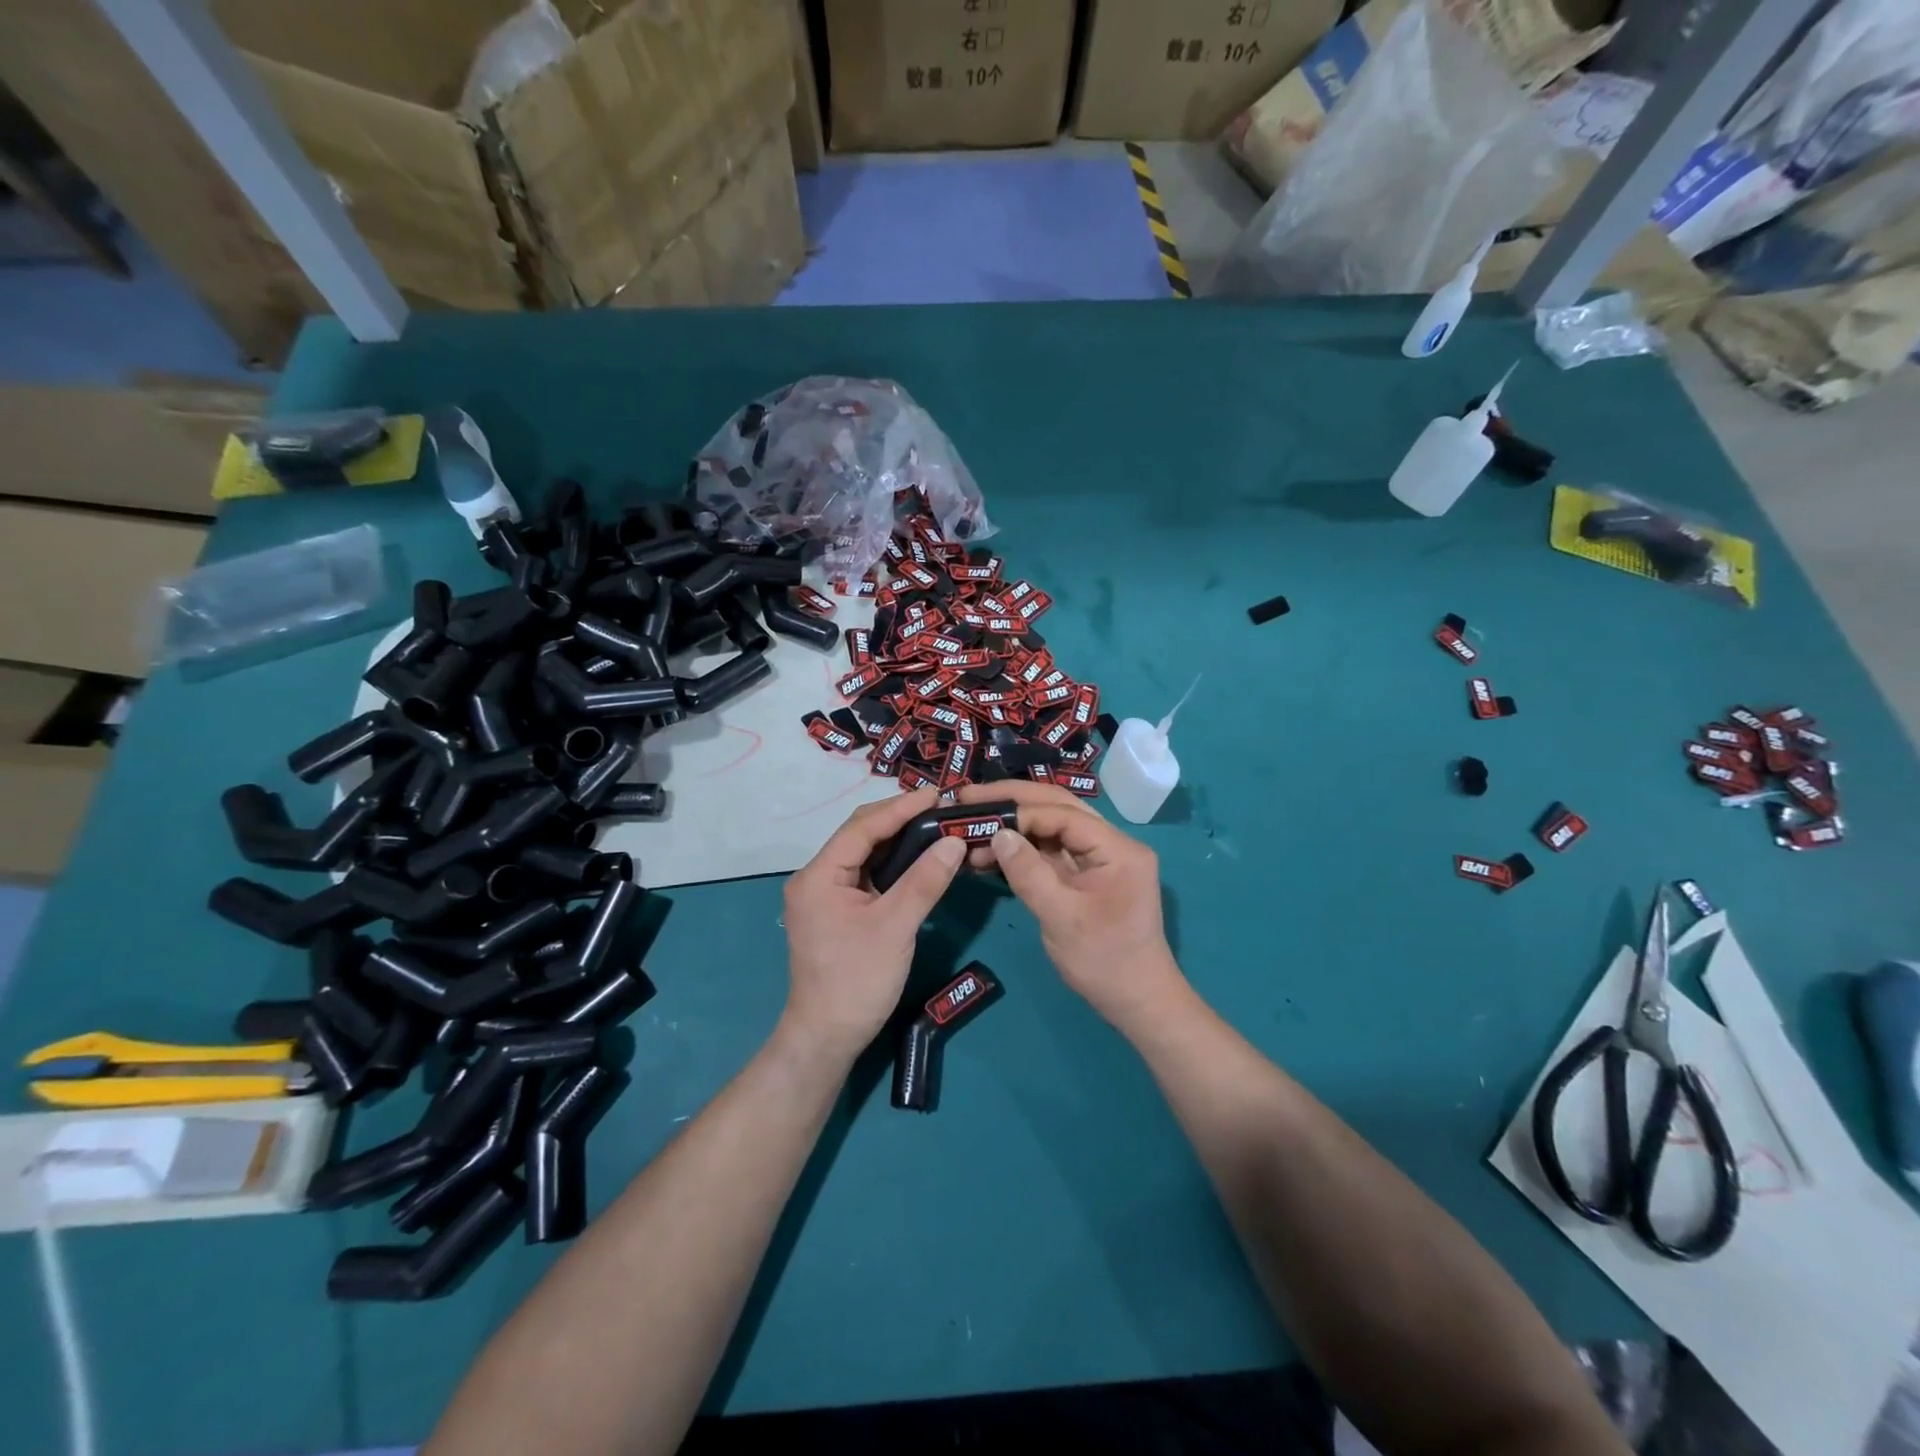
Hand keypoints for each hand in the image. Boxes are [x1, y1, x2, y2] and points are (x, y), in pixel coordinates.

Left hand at [780, 788, 966, 1062]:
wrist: (828, 1037)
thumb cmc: (858, 980)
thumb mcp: (896, 927)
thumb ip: (925, 880)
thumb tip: (954, 841)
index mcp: (819, 875)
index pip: (862, 828)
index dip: (900, 808)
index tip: (937, 794)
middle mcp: (816, 878)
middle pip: (860, 836)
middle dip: (899, 819)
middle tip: (940, 807)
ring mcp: (825, 895)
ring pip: (864, 855)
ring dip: (897, 840)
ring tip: (934, 825)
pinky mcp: (837, 911)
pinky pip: (867, 875)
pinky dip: (892, 864)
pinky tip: (918, 858)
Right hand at [956, 782, 1184, 1031]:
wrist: (1138, 1003)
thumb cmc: (1105, 962)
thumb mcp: (1061, 918)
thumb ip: (1028, 873)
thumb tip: (997, 834)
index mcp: (1117, 848)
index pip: (1062, 814)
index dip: (1019, 811)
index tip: (976, 812)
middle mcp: (1112, 844)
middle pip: (1058, 808)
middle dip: (1013, 801)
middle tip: (968, 797)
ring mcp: (1099, 859)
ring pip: (1052, 827)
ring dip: (1014, 826)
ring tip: (971, 828)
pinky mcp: (1086, 875)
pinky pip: (1051, 851)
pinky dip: (1022, 850)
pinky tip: (990, 853)